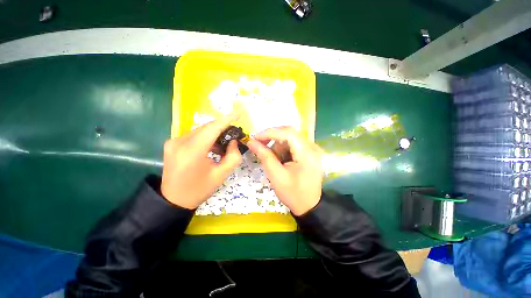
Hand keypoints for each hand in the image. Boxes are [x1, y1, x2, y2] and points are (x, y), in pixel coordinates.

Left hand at [160, 113, 242, 208]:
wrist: (173, 200)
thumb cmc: (199, 189)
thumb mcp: (221, 175)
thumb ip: (233, 157)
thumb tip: (234, 142)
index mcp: (192, 151)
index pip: (212, 129)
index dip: (226, 120)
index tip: (238, 114)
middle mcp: (179, 142)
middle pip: (206, 128)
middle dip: (222, 127)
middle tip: (234, 132)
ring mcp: (173, 142)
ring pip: (200, 130)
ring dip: (214, 133)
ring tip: (224, 143)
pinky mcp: (172, 143)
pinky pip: (194, 135)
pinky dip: (205, 137)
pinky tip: (212, 146)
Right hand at [247, 127, 323, 215]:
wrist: (309, 206)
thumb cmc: (293, 194)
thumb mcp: (276, 176)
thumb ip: (264, 156)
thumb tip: (251, 142)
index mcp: (307, 153)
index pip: (288, 133)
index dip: (270, 132)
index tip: (255, 138)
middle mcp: (313, 147)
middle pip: (289, 133)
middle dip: (272, 138)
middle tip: (260, 146)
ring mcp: (313, 149)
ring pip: (290, 138)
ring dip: (278, 146)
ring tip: (275, 161)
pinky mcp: (310, 152)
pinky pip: (293, 144)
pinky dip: (283, 149)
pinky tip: (281, 161)